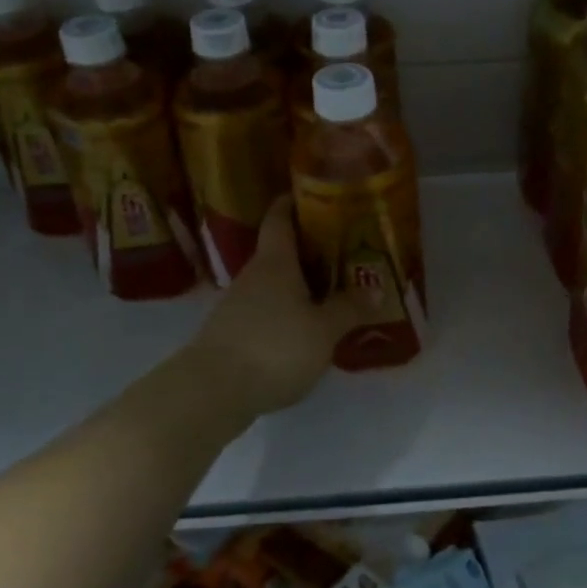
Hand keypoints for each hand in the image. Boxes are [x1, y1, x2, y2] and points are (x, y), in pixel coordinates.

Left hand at [183, 196, 366, 417]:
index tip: (314, 195)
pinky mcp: (231, 334)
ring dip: (300, 285)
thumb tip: (376, 290)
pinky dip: (287, 312)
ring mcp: (237, 305)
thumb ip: (349, 309)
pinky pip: (266, 312)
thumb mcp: (323, 330)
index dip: (293, 202)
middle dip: (310, 250)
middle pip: (281, 252)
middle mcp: (253, 275)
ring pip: (274, 284)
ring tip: (333, 293)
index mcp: (275, 262)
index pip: (279, 217)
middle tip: (345, 252)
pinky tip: (307, 330)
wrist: (210, 392)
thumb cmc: (273, 347)